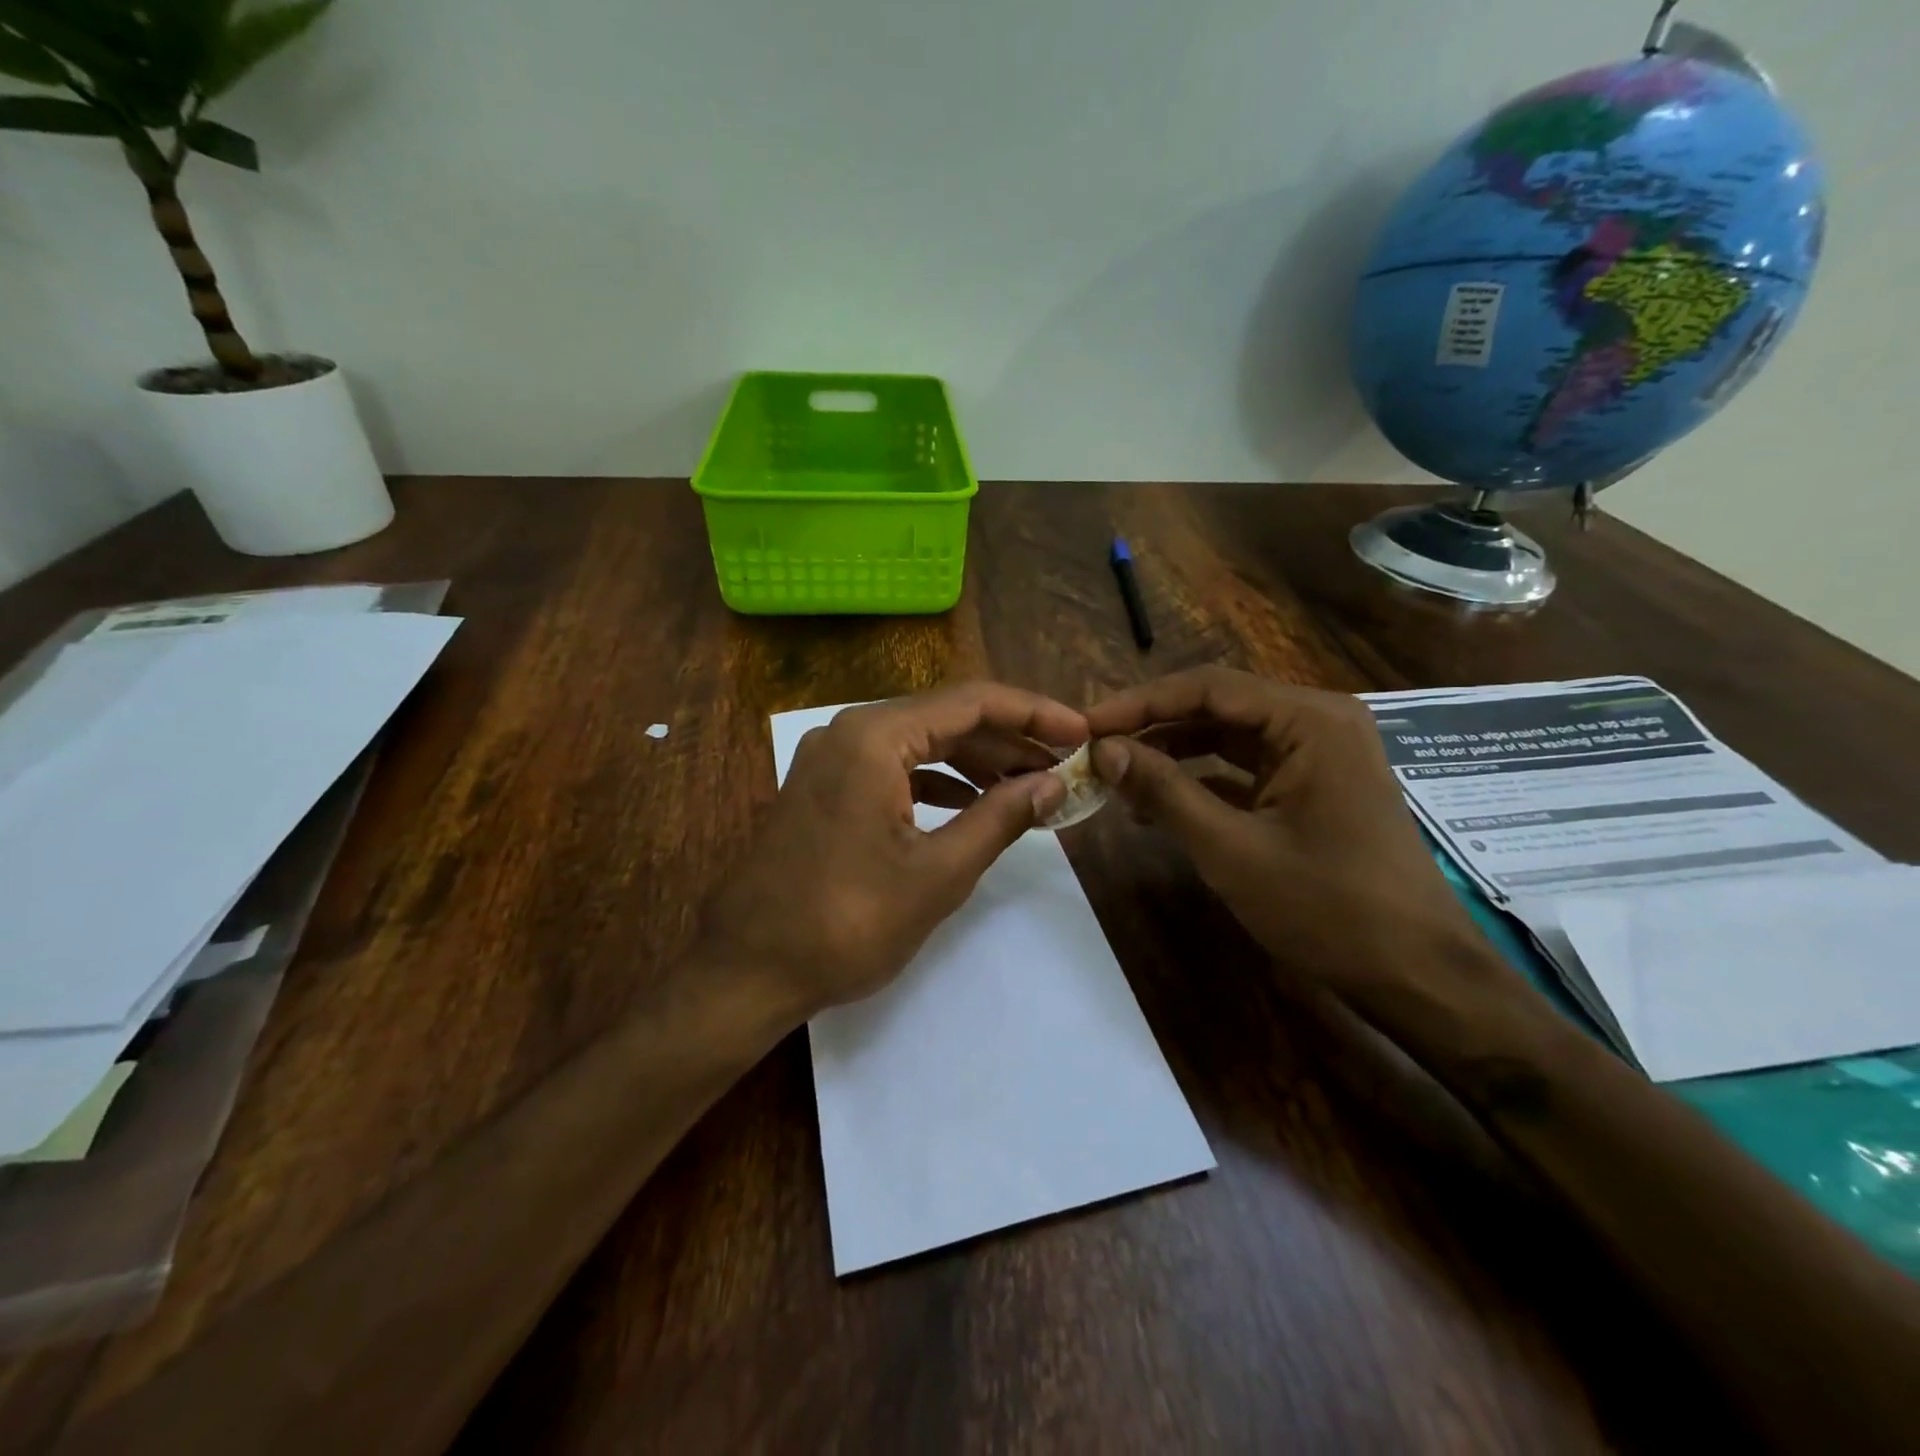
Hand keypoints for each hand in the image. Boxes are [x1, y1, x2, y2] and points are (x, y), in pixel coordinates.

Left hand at [703, 683, 1087, 1021]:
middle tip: (1064, 765)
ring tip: (1031, 788)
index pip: (972, 702)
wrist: (747, 970)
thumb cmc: (847, 922)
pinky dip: (938, 782)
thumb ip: (1001, 817)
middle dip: (1009, 741)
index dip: (1034, 714)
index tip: (1081, 732)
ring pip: (921, 743)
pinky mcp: (825, 788)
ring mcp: (832, 759)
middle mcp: (850, 731)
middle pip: (947, 718)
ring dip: (976, 763)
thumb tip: (1053, 783)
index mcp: (875, 736)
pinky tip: (974, 804)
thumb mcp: (939, 872)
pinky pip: (895, 768)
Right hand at [1085, 668, 1513, 1012]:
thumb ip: (1164, 791)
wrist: (1418, 975)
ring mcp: (1318, 755)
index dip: (1139, 704)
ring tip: (1114, 778)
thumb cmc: (1328, 908)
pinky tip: (1156, 806)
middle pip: (1217, 708)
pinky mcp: (1313, 787)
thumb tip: (1103, 750)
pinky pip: (1245, 769)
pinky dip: (1200, 782)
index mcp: (1309, 720)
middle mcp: (1317, 722)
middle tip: (1093, 751)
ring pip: (1227, 738)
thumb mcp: (1232, 849)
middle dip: (1152, 729)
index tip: (1085, 726)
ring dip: (1171, 755)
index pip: (1207, 687)